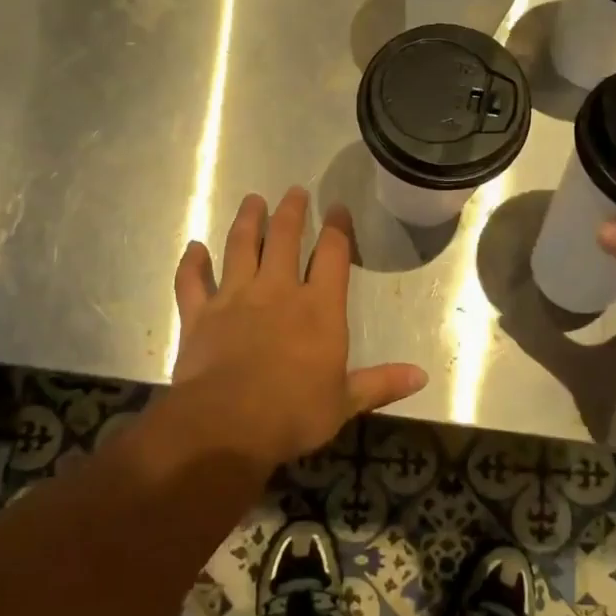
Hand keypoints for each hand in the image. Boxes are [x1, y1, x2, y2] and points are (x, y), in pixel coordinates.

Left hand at [172, 188, 427, 465]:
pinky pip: (193, 281)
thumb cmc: (294, 412)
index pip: (333, 255)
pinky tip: (194, 248)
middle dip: (291, 212)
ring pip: (240, 248)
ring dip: (247, 221)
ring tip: (252, 201)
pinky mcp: (200, 315)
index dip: (338, 228)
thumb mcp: (345, 402)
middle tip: (294, 191)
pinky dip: (192, 263)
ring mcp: (235, 298)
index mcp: (319, 308)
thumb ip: (381, 383)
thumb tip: (423, 376)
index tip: (338, 208)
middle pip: (285, 239)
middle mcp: (278, 291)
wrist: (227, 424)